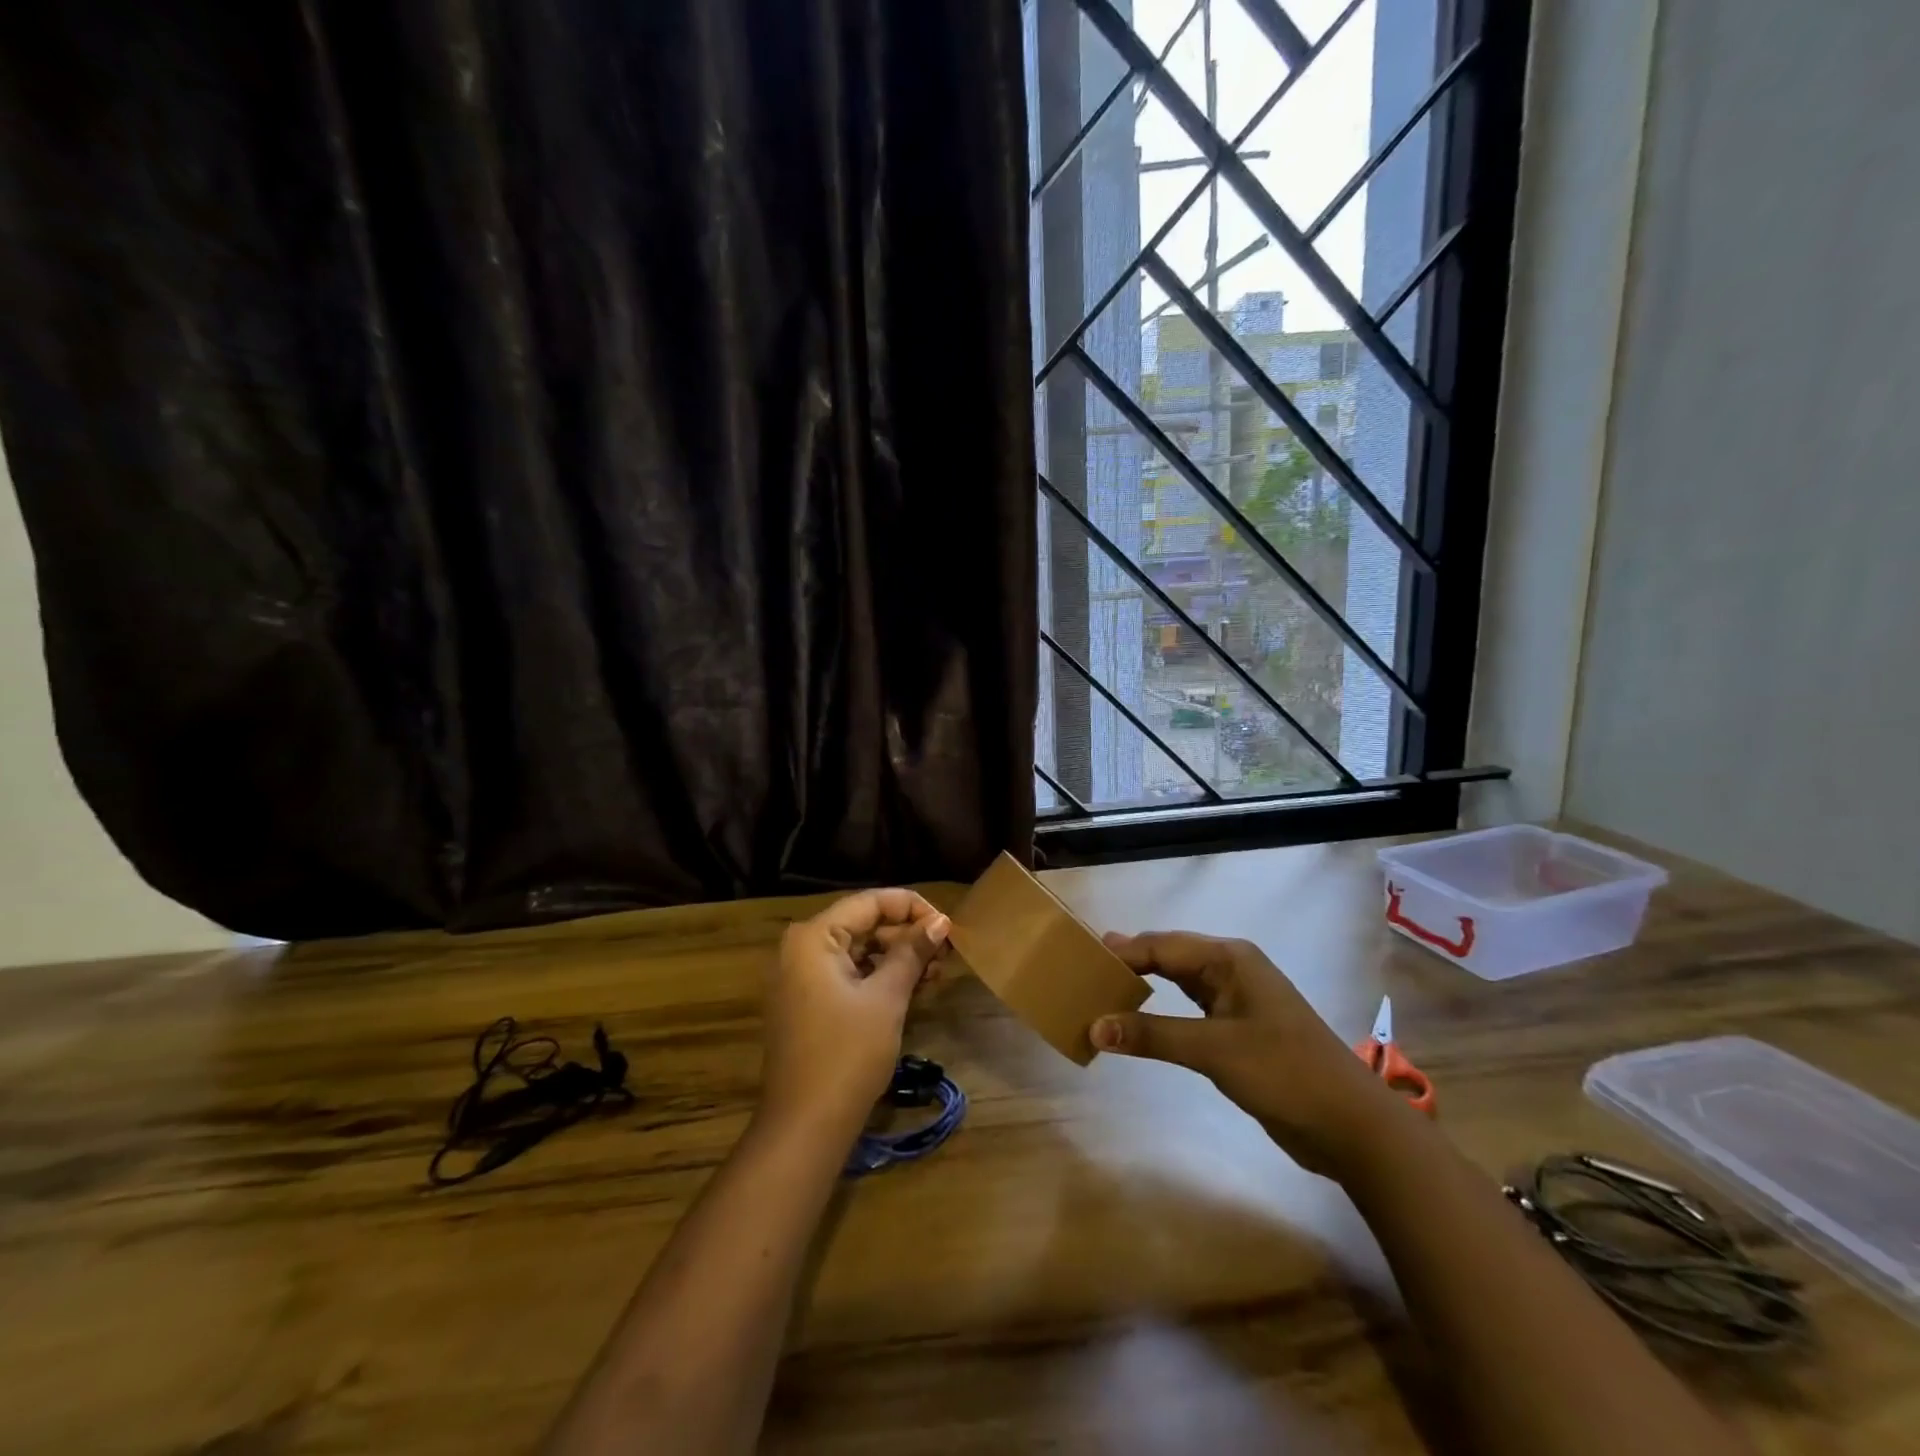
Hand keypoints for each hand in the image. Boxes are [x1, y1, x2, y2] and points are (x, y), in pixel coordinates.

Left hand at [760, 889, 949, 1138]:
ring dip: (898, 958)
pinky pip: (849, 974)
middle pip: (864, 924)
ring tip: (936, 974)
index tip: (948, 927)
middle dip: (907, 935)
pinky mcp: (808, 1002)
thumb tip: (941, 921)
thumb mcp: (887, 998)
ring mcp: (801, 977)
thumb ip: (912, 952)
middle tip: (947, 954)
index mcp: (813, 937)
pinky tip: (913, 989)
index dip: (913, 908)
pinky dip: (880, 977)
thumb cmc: (847, 1054)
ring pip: (859, 950)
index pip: (870, 902)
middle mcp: (801, 948)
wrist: (805, 1127)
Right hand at [1091, 932, 1405, 1176]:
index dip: (1123, 951)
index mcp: (1230, 958)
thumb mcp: (1213, 1050)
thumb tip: (1094, 1027)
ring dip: (1147, 985)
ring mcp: (1239, 999)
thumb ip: (1152, 1035)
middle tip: (1087, 969)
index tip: (1082, 957)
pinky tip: (1143, 1020)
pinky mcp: (1240, 1029)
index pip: (1162, 945)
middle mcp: (1233, 969)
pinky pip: (1191, 1008)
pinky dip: (1163, 1011)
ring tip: (1106, 988)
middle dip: (1132, 962)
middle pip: (1171, 956)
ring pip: (1181, 981)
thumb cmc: (1284, 1072)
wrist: (1351, 1125)